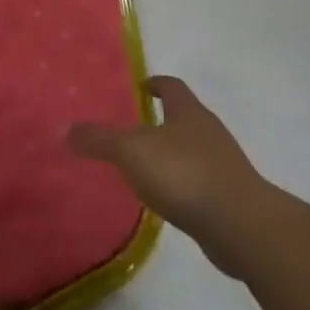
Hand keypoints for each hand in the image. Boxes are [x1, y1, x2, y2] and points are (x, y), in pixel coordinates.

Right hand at [68, 76, 273, 274]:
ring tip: (138, 167)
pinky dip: (177, 184)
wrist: (241, 226)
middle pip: (182, 118)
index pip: (172, 87)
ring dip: (166, 155)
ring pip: (189, 151)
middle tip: (127, 130)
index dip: (155, 83)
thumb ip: (98, 139)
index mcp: (189, 113)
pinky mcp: (227, 197)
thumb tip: (67, 130)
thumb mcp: (130, 151)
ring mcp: (222, 166)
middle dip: (157, 121)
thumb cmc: (184, 174)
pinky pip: (195, 182)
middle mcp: (209, 133)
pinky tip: (159, 197)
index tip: (139, 87)